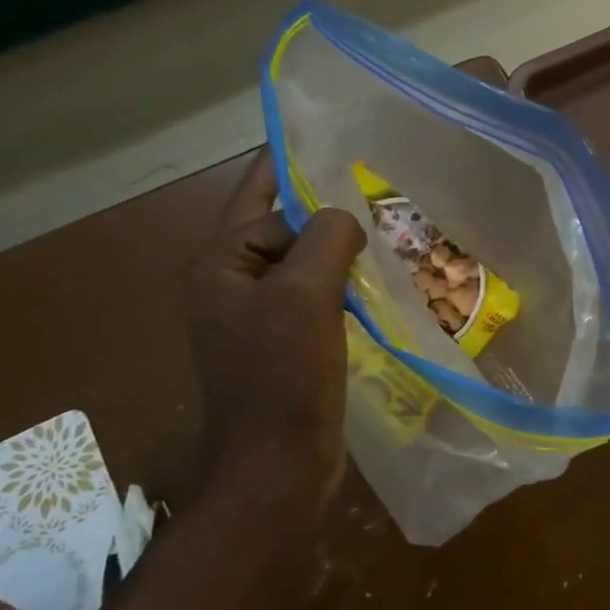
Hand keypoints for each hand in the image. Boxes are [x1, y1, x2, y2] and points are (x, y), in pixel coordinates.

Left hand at [185, 150, 366, 521]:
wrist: (277, 467)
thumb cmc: (283, 376)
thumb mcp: (305, 294)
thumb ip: (325, 237)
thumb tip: (344, 218)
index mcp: (221, 263)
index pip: (263, 197)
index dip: (299, 170)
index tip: (338, 143)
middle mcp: (231, 283)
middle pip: (284, 227)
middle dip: (327, 210)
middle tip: (378, 189)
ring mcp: (257, 316)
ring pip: (305, 263)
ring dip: (341, 249)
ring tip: (389, 229)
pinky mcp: (284, 343)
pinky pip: (316, 296)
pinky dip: (345, 283)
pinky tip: (380, 279)